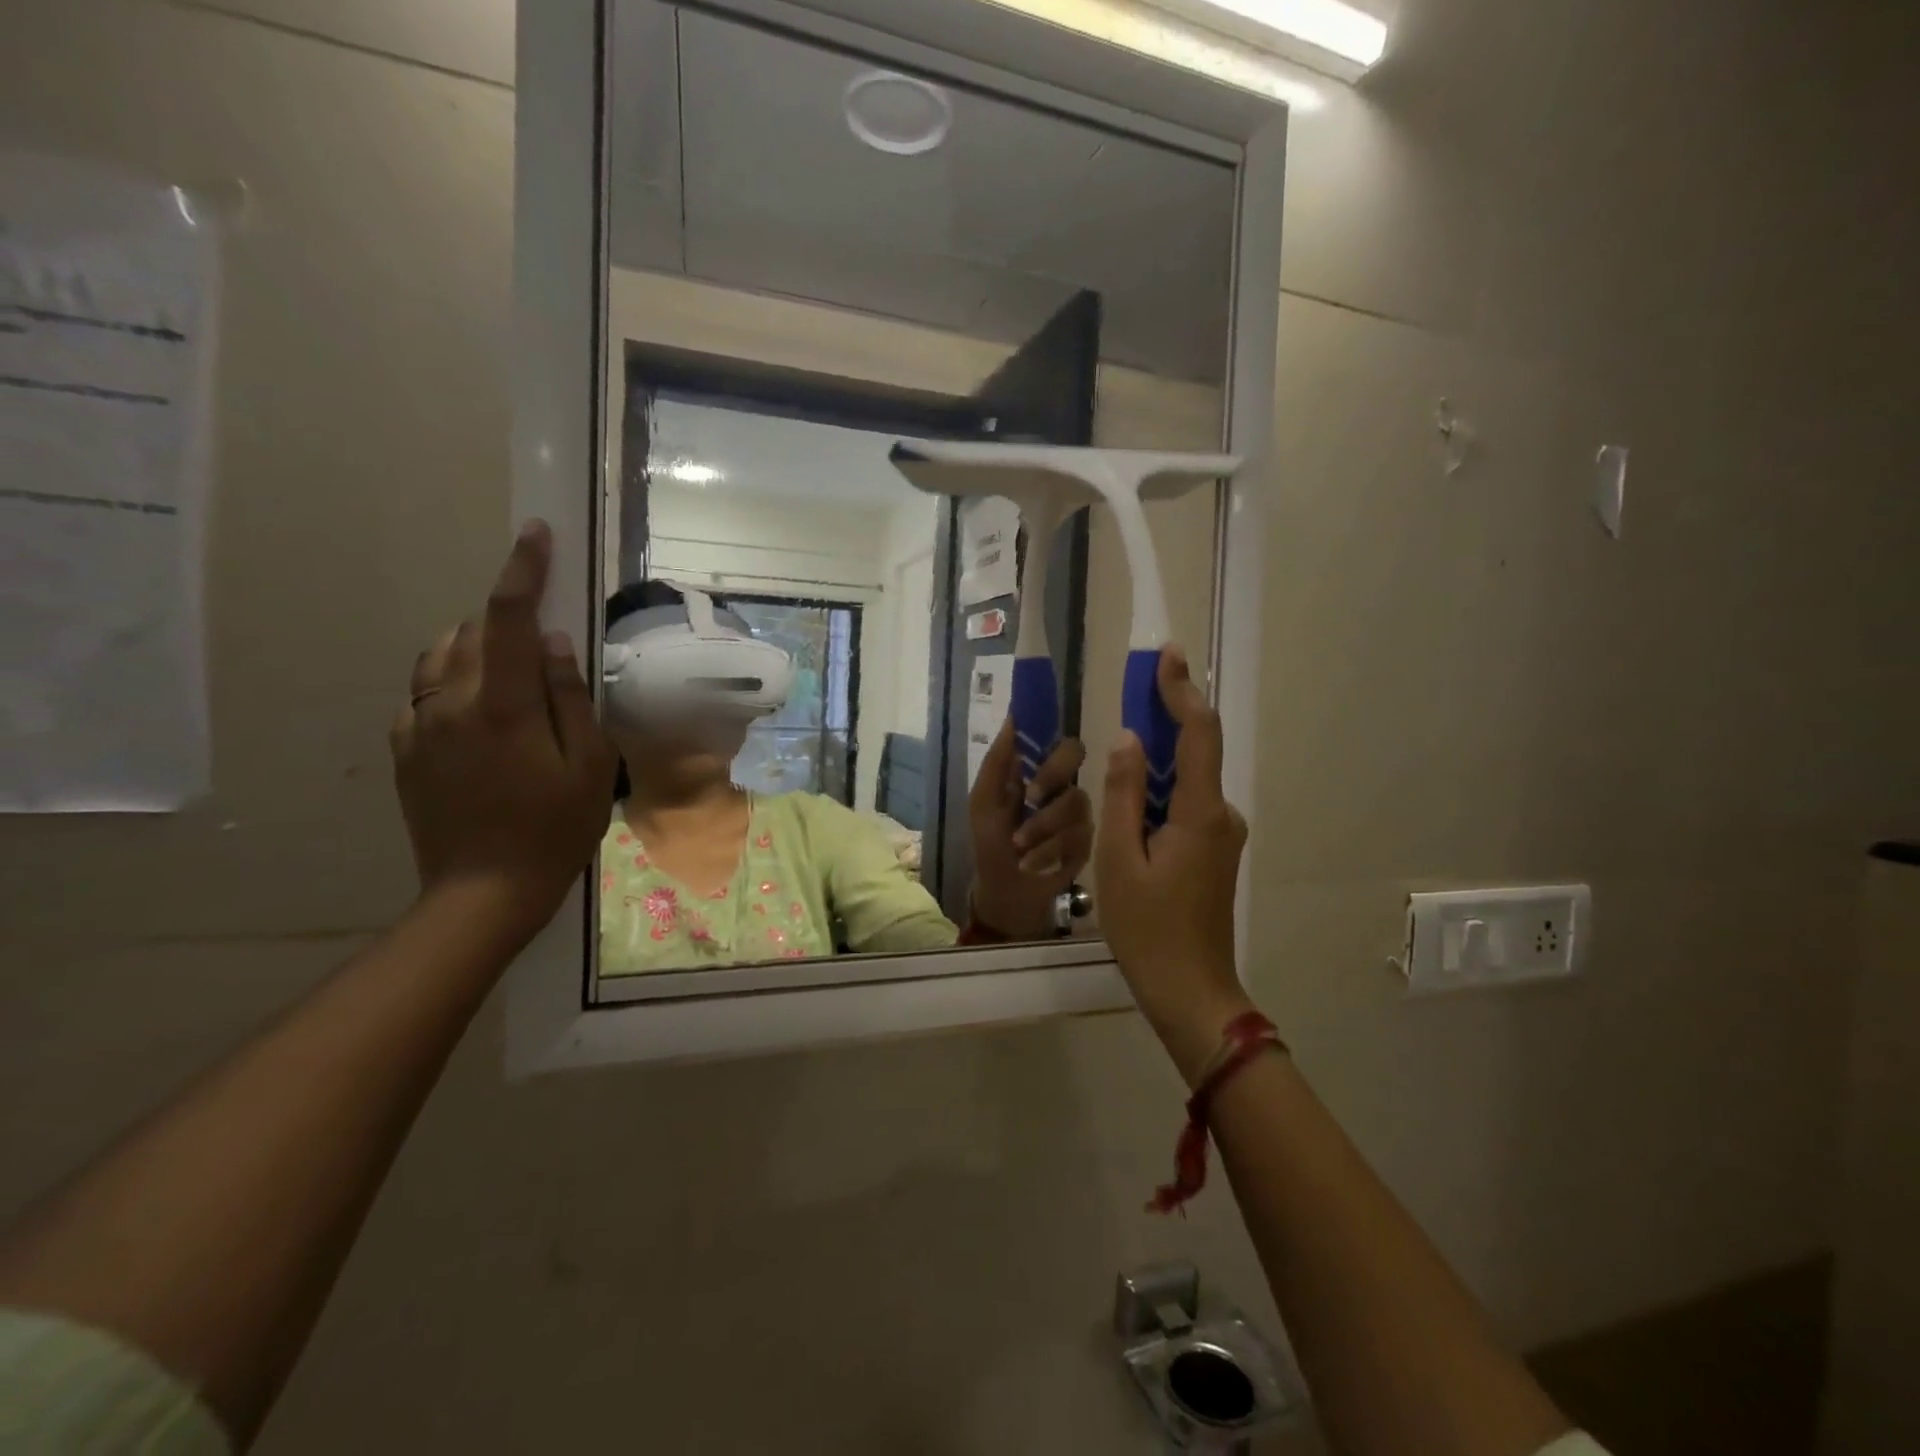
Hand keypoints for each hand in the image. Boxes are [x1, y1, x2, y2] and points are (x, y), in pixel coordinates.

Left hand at [389, 521, 618, 938]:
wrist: (483, 892)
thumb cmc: (554, 829)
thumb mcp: (589, 766)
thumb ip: (570, 699)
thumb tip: (556, 644)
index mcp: (502, 706)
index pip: (511, 619)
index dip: (523, 571)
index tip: (535, 534)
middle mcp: (450, 703)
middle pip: (473, 631)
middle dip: (508, 619)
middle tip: (545, 644)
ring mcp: (419, 726)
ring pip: (441, 656)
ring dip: (477, 646)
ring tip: (513, 672)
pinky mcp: (405, 749)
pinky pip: (425, 692)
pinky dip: (453, 682)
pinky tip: (481, 713)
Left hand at [968, 719, 1093, 939]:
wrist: (1005, 890)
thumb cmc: (991, 841)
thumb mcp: (984, 801)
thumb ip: (998, 760)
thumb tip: (1013, 715)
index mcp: (1038, 770)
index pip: (1055, 736)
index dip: (1049, 731)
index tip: (1041, 736)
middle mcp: (1063, 784)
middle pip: (1076, 755)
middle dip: (1052, 774)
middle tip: (1031, 797)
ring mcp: (1079, 813)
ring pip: (1076, 800)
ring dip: (1041, 825)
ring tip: (1018, 845)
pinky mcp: (1087, 843)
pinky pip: (1078, 836)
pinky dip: (1048, 850)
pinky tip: (1030, 863)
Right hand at [1095, 645, 1252, 1082]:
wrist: (1190, 991)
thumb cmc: (1147, 928)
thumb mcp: (1119, 859)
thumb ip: (1123, 795)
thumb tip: (1128, 740)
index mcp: (1201, 812)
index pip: (1197, 734)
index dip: (1181, 691)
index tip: (1167, 655)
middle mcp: (1221, 815)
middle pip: (1193, 753)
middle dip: (1163, 719)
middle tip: (1131, 691)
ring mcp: (1221, 836)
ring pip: (1185, 783)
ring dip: (1154, 763)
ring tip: (1117, 759)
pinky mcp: (1213, 853)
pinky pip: (1185, 807)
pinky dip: (1158, 793)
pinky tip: (1130, 807)